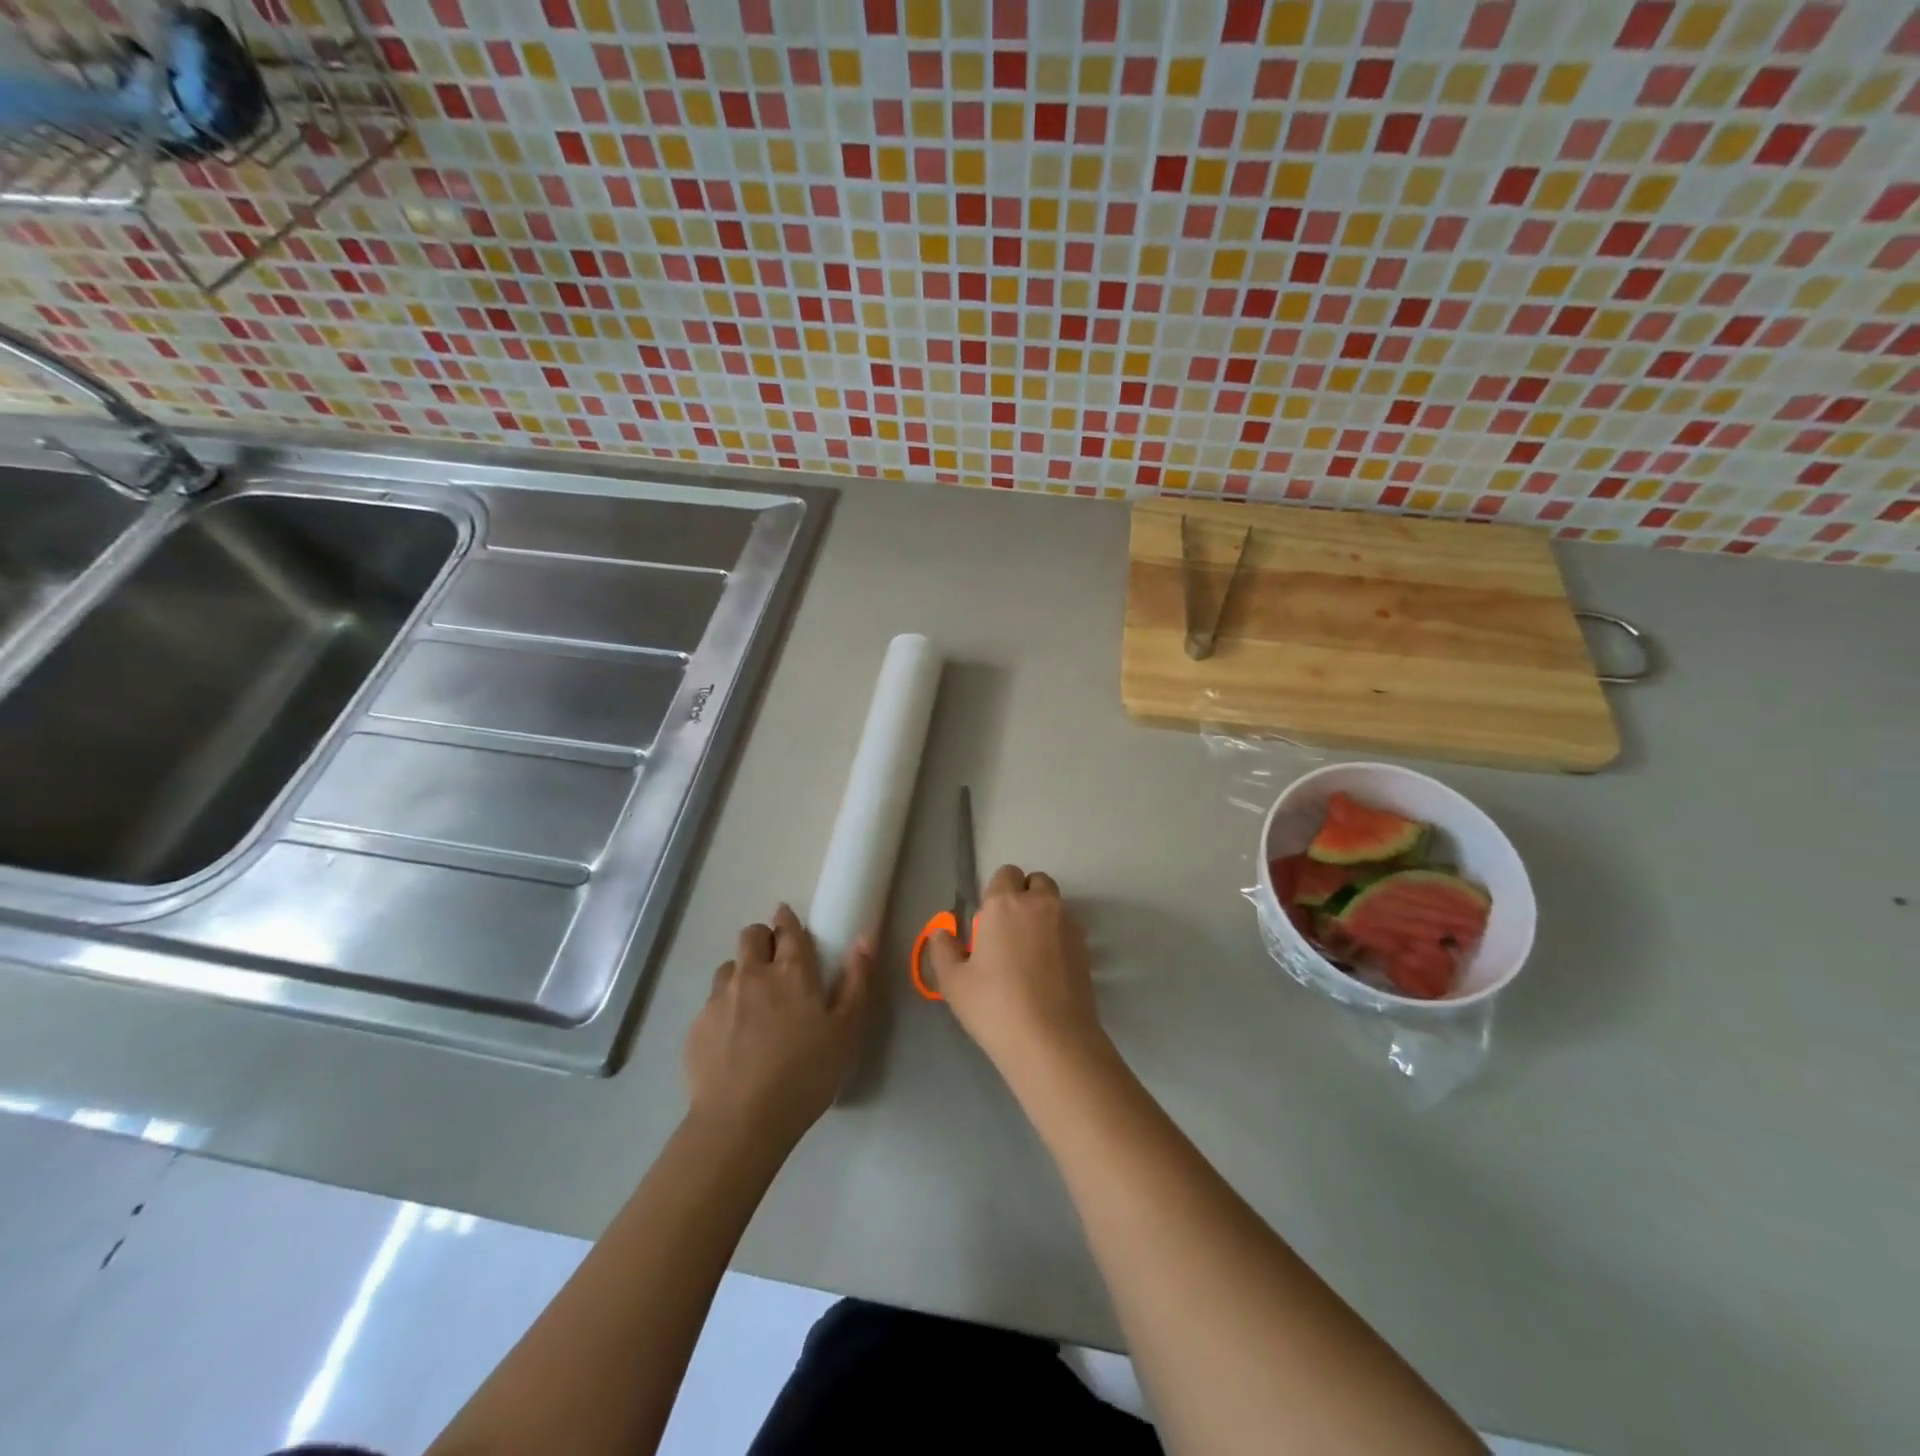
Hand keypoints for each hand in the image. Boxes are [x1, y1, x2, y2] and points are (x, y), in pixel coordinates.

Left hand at [685, 904, 876, 1149]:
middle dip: (762, 938)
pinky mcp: (697, 1025)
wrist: (742, 1121)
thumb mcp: (847, 1031)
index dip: (788, 919)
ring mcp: (720, 998)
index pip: (788, 928)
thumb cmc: (805, 1074)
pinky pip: (711, 1002)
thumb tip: (863, 939)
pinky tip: (732, 1037)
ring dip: (741, 973)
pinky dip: (723, 1008)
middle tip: (774, 961)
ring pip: (728, 967)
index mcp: (792, 971)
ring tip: (752, 1001)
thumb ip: (856, 981)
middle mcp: (752, 974)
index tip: (788, 919)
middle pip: (751, 936)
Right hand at [926, 865, 1111, 1082]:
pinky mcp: (1086, 948)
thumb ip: (943, 950)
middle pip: (1036, 882)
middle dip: (1025, 896)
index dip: (997, 893)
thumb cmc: (995, 1006)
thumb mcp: (954, 983)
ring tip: (1030, 952)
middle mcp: (1040, 904)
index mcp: (1004, 904)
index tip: (989, 921)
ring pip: (1055, 904)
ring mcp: (1068, 924)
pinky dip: (1058, 937)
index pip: (1006, 874)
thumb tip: (942, 933)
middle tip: (1009, 931)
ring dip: (1043, 915)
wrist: (1052, 1040)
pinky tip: (1048, 970)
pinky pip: (1068, 928)